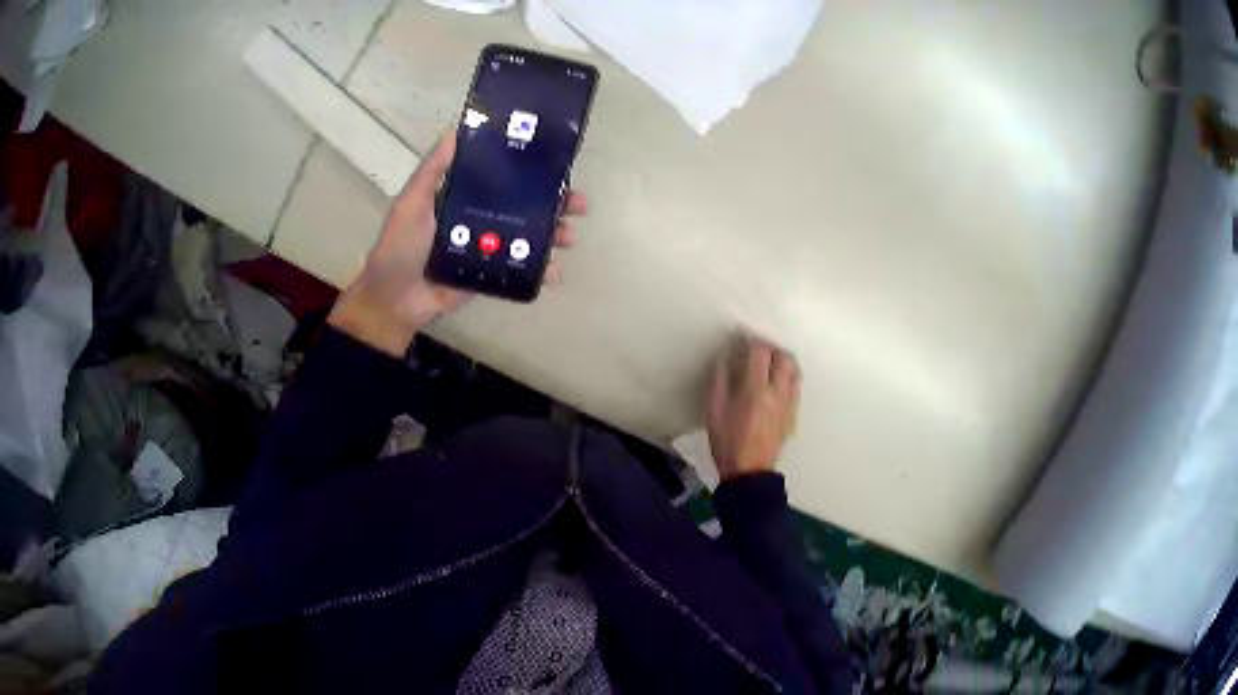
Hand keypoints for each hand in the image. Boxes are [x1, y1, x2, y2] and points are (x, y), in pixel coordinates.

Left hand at [329, 129, 587, 356]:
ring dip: (555, 235)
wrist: (395, 300)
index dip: (531, 172)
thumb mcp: (412, 202)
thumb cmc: (400, 247)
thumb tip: (454, 130)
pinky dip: (543, 271)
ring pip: (530, 237)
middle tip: (578, 204)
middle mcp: (482, 219)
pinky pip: (522, 270)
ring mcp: (490, 249)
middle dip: (555, 204)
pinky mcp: (493, 275)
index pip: (504, 179)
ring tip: (569, 237)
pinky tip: (555, 271)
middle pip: (525, 207)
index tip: (556, 166)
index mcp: (465, 198)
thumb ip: (433, 171)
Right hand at [706, 335, 801, 480]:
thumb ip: (719, 382)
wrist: (750, 472)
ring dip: (784, 361)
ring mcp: (789, 403)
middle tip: (758, 349)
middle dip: (772, 348)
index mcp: (755, 390)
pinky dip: (789, 376)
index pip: (760, 353)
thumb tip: (724, 359)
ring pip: (795, 371)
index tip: (743, 337)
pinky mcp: (793, 414)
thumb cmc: (727, 443)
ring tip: (770, 362)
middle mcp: (777, 392)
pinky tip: (777, 382)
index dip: (752, 340)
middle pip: (784, 358)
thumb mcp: (714, 412)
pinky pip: (796, 386)